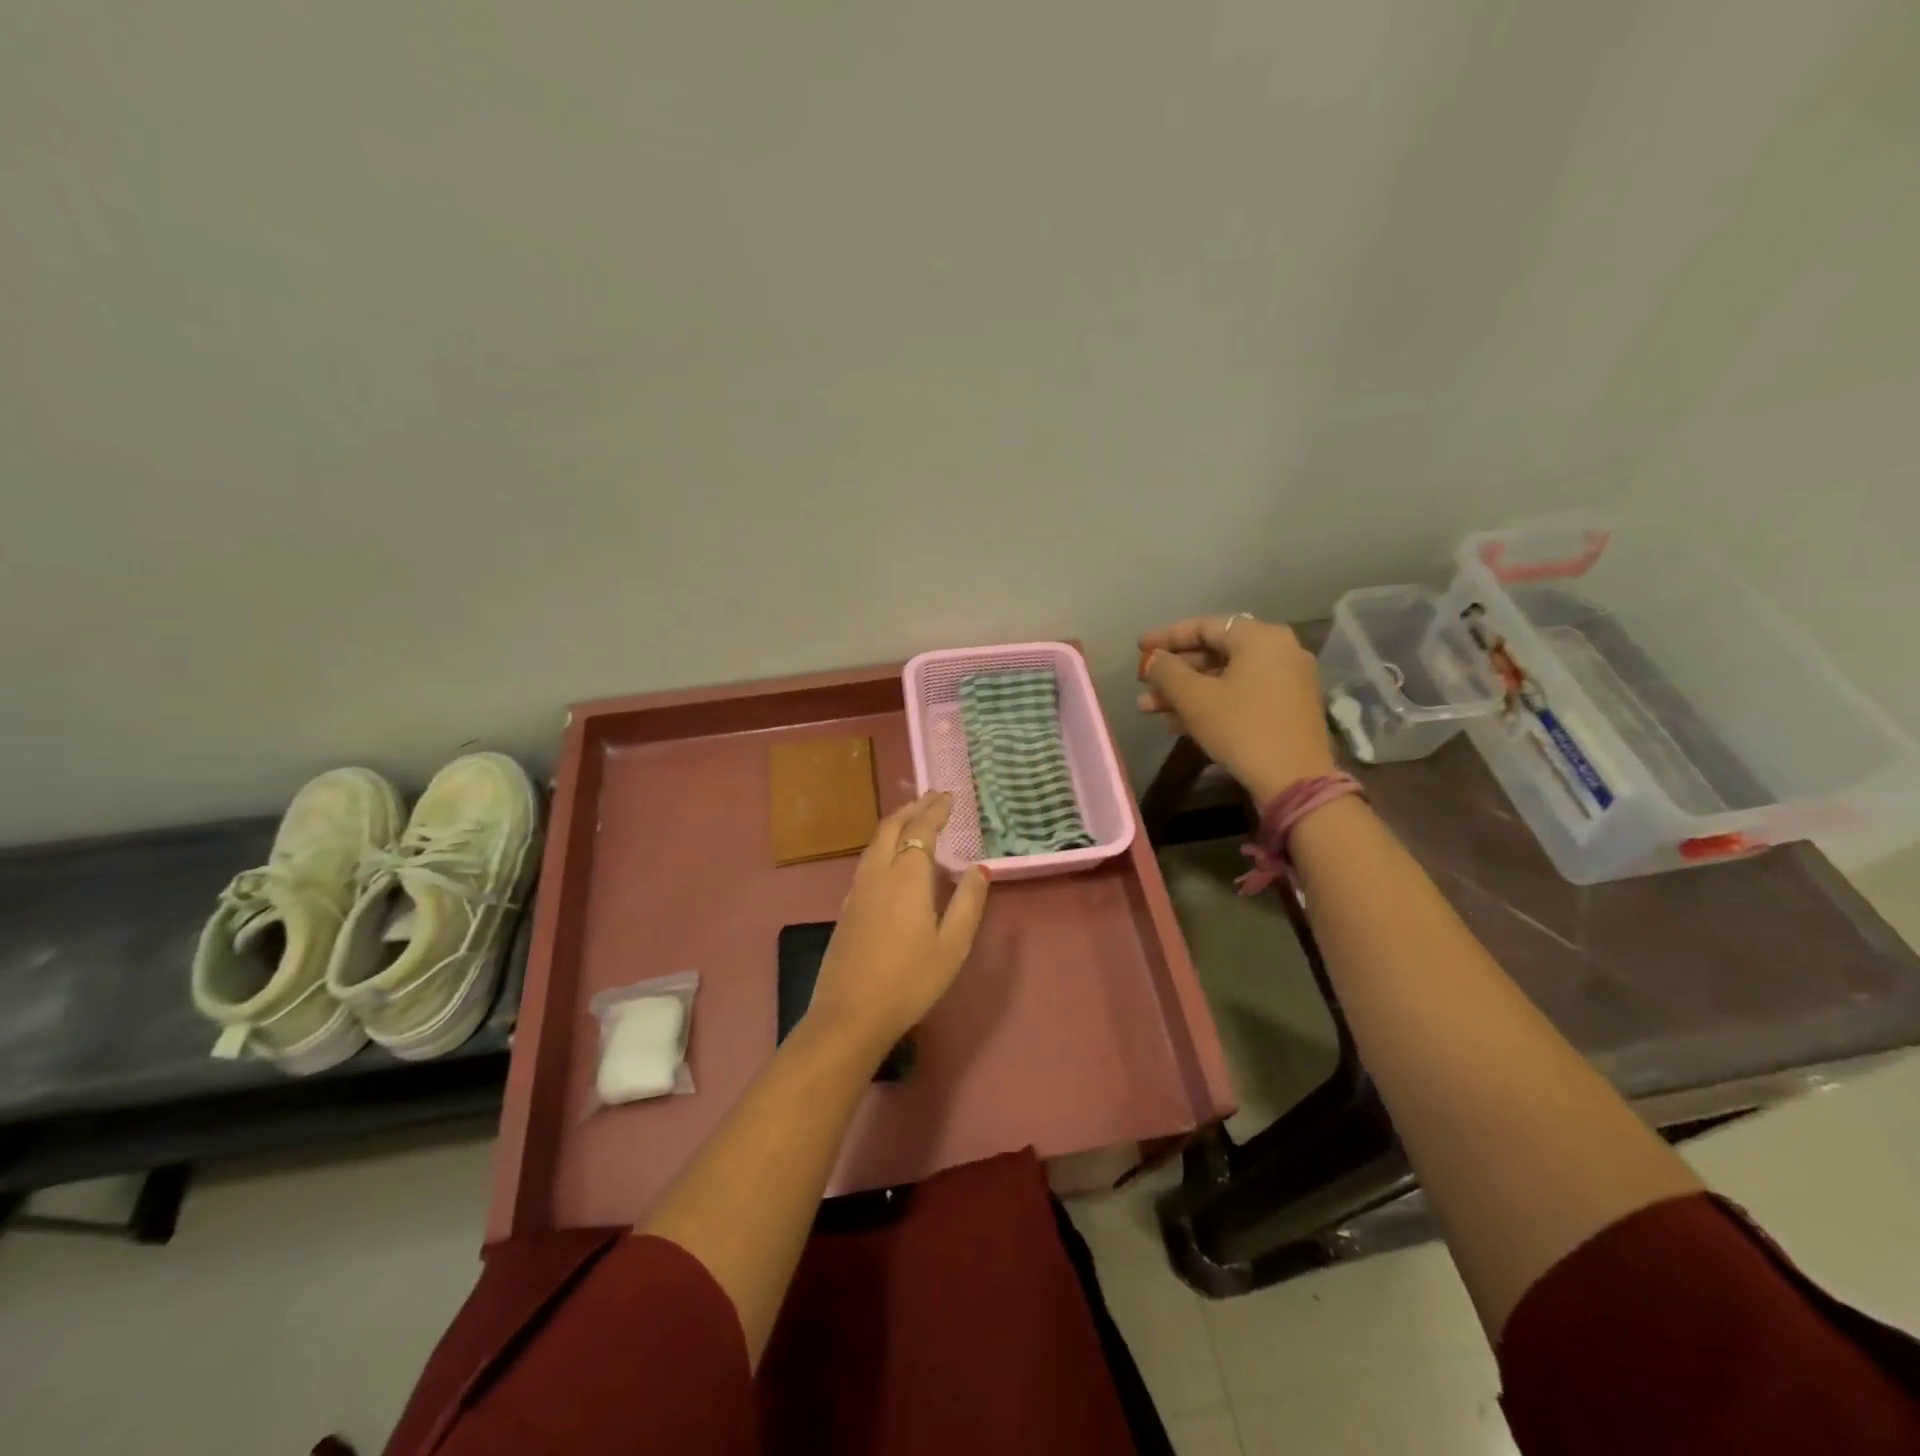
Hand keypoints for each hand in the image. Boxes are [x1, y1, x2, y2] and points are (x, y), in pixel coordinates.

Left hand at [805, 792, 990, 1058]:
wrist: (850, 1014)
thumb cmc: (909, 981)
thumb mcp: (952, 946)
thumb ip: (968, 903)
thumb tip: (979, 868)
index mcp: (906, 877)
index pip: (921, 830)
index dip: (935, 811)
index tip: (949, 796)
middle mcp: (878, 874)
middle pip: (891, 827)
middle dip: (913, 808)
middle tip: (932, 798)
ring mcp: (857, 890)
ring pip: (875, 842)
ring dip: (896, 823)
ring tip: (914, 818)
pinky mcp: (847, 907)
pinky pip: (868, 859)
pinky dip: (884, 843)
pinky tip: (892, 857)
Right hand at [1138, 614, 1336, 805]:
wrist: (1295, 781)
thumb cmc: (1242, 729)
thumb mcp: (1194, 699)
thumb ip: (1167, 671)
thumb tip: (1153, 658)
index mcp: (1260, 638)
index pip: (1204, 626)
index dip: (1166, 637)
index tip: (1139, 649)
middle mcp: (1279, 650)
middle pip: (1215, 652)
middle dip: (1174, 671)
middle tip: (1142, 684)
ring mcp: (1287, 680)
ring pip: (1225, 677)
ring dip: (1186, 691)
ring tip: (1148, 708)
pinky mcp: (1287, 708)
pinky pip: (1241, 694)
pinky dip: (1211, 703)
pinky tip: (1178, 723)